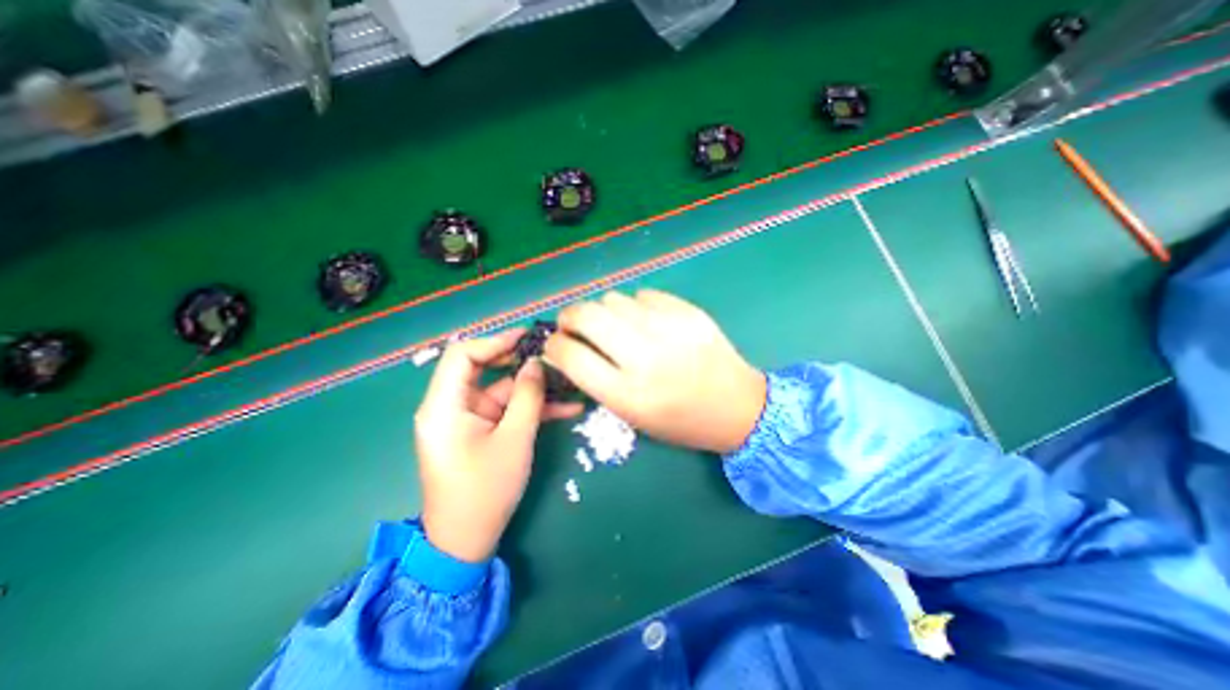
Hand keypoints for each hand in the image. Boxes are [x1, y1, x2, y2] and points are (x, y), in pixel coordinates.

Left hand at [417, 331, 581, 563]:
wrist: (467, 541)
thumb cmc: (485, 491)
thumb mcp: (514, 440)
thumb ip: (528, 396)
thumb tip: (537, 363)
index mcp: (444, 406)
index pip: (463, 356)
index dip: (495, 341)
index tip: (528, 337)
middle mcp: (451, 406)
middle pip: (485, 369)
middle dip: (521, 363)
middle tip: (553, 357)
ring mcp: (467, 419)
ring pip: (502, 391)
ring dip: (534, 389)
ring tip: (570, 382)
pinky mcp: (481, 431)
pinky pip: (506, 410)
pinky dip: (531, 408)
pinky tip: (566, 408)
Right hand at [546, 288, 764, 454]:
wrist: (737, 406)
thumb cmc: (679, 421)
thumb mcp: (631, 415)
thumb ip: (596, 381)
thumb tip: (566, 348)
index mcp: (628, 394)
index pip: (571, 356)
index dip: (554, 345)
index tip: (554, 343)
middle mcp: (646, 357)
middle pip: (587, 316)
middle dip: (569, 316)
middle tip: (572, 323)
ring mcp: (669, 329)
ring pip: (613, 299)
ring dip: (602, 310)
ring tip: (612, 325)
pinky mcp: (688, 311)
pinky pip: (643, 295)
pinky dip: (634, 306)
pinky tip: (644, 321)